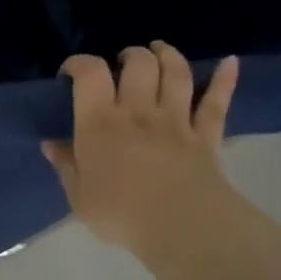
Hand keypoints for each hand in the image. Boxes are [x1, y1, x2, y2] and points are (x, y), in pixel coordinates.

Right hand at [43, 43, 242, 260]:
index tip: (71, 73)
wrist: (182, 228)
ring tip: (159, 50)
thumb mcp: (79, 197)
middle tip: (121, 63)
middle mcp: (138, 112)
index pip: (90, 74)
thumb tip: (50, 144)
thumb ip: (66, 166)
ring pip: (175, 73)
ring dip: (168, 55)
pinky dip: (224, 80)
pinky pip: (217, 102)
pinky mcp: (206, 136)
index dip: (79, 63)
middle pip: (138, 64)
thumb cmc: (122, 214)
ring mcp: (176, 120)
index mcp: (100, 123)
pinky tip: (230, 62)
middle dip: (129, 55)